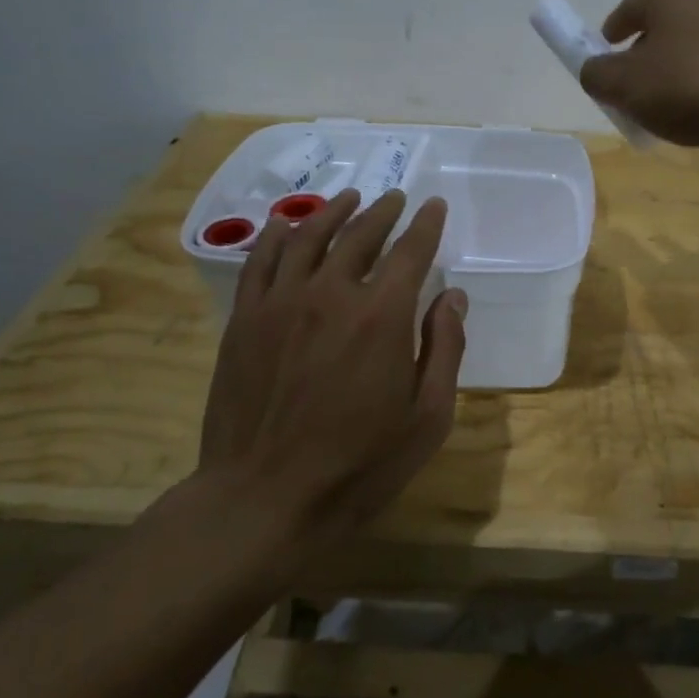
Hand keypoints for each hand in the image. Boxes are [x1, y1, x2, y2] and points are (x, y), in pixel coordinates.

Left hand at [198, 188, 466, 544]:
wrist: (264, 499)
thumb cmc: (359, 465)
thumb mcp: (427, 418)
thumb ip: (445, 349)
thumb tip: (453, 296)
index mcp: (383, 316)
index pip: (411, 251)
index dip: (426, 224)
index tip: (435, 206)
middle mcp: (332, 293)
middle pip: (361, 234)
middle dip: (384, 211)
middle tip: (396, 199)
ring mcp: (282, 302)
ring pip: (310, 237)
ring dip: (334, 212)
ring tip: (350, 198)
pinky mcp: (245, 319)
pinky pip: (262, 261)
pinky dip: (278, 235)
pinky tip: (288, 226)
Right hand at [579, 0, 698, 146]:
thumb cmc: (687, 85)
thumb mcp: (624, 85)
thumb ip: (596, 74)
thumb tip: (595, 71)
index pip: (625, 13)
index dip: (608, 44)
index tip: (604, 72)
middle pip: (659, 27)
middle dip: (643, 58)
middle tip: (634, 94)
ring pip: (689, 45)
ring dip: (674, 71)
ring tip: (669, 107)